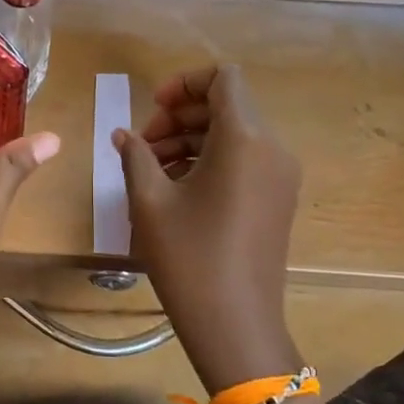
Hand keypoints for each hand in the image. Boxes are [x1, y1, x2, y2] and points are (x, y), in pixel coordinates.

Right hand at [113, 65, 302, 392]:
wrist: (236, 324)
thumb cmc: (189, 257)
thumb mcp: (150, 201)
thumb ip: (135, 155)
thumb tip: (124, 135)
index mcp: (245, 139)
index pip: (223, 78)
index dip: (184, 83)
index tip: (152, 108)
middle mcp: (271, 148)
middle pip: (227, 106)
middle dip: (180, 115)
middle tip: (142, 144)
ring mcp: (280, 176)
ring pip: (233, 133)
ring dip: (190, 139)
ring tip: (150, 168)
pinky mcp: (277, 199)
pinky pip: (243, 160)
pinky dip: (209, 160)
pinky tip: (174, 187)